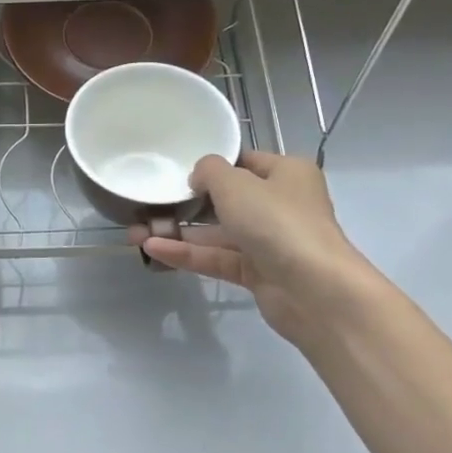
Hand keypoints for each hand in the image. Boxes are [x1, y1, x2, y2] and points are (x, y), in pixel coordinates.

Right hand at [134, 150, 364, 349]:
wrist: (314, 290)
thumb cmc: (278, 222)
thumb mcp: (237, 184)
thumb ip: (209, 171)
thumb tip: (199, 176)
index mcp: (286, 173)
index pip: (244, 162)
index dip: (211, 165)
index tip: (176, 170)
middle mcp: (280, 204)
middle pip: (226, 200)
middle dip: (186, 204)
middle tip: (148, 205)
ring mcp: (269, 241)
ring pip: (217, 234)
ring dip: (179, 233)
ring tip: (137, 233)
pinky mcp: (258, 273)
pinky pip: (217, 258)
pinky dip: (188, 254)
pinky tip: (153, 251)